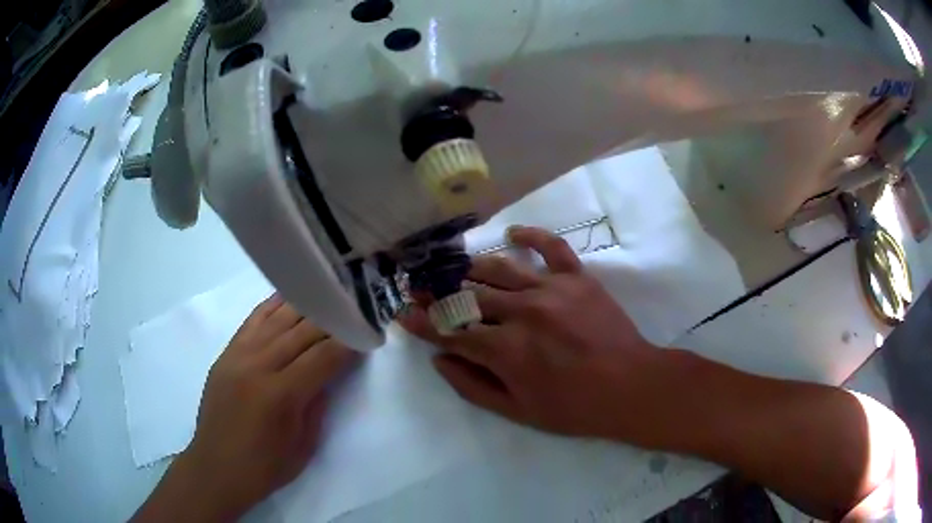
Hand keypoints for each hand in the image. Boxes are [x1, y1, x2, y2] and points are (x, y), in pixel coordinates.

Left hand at [134, 295, 356, 521]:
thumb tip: (329, 372)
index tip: (366, 334)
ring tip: (327, 297)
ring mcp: (238, 356)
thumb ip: (317, 403)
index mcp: (280, 395)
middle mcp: (257, 366)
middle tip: (353, 313)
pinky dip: (273, 307)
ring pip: (277, 320)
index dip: (348, 344)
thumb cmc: (264, 467)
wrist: (216, 468)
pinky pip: (252, 321)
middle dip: (332, 321)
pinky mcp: (226, 354)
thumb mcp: (304, 446)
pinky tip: (289, 298)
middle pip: (301, 331)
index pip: (323, 357)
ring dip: (305, 307)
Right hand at [400, 226, 675, 444]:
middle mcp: (521, 312)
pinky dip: (530, 236)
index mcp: (504, 350)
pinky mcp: (576, 277)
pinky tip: (513, 233)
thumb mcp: (518, 411)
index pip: (450, 330)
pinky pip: (550, 246)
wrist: (629, 386)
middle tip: (421, 286)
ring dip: (470, 266)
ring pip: (498, 268)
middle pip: (467, 296)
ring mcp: (550, 289)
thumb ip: (473, 385)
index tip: (403, 311)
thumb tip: (440, 358)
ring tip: (455, 266)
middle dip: (437, 292)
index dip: (422, 321)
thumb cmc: (573, 407)